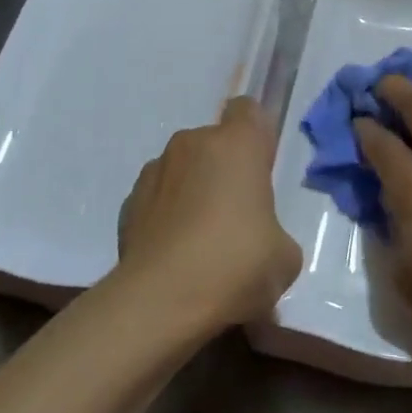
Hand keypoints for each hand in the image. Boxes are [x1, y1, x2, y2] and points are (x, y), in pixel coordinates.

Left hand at [116, 96, 301, 331]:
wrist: (160, 303)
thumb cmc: (235, 265)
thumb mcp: (284, 258)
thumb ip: (275, 234)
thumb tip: (261, 242)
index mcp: (237, 145)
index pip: (248, 110)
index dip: (256, 136)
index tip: (261, 169)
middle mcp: (192, 144)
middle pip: (214, 143)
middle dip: (224, 170)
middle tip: (236, 216)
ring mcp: (154, 171)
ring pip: (183, 169)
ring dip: (193, 191)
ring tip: (200, 242)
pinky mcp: (127, 203)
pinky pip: (157, 199)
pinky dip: (166, 216)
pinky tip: (174, 255)